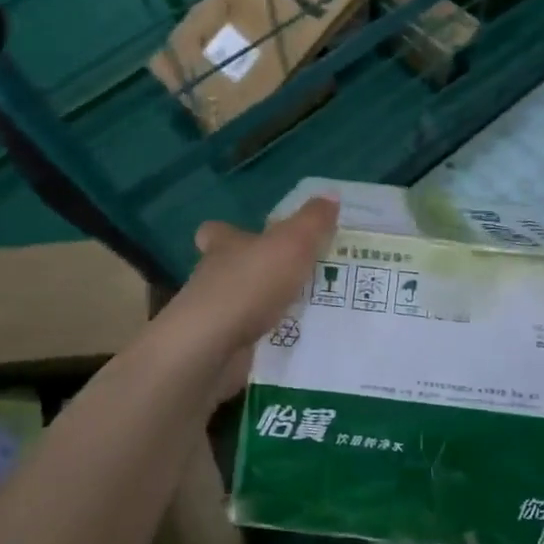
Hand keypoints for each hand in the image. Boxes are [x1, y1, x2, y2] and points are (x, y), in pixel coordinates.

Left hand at [143, 197, 337, 401]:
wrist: (211, 349)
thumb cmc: (249, 285)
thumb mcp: (292, 243)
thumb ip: (313, 221)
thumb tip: (331, 195)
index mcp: (225, 246)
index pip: (216, 232)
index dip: (229, 232)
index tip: (252, 236)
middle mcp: (214, 278)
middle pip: (233, 269)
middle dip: (260, 273)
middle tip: (300, 276)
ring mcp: (216, 316)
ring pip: (245, 306)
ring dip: (269, 308)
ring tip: (313, 311)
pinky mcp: (222, 349)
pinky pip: (252, 340)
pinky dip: (271, 341)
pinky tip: (300, 343)